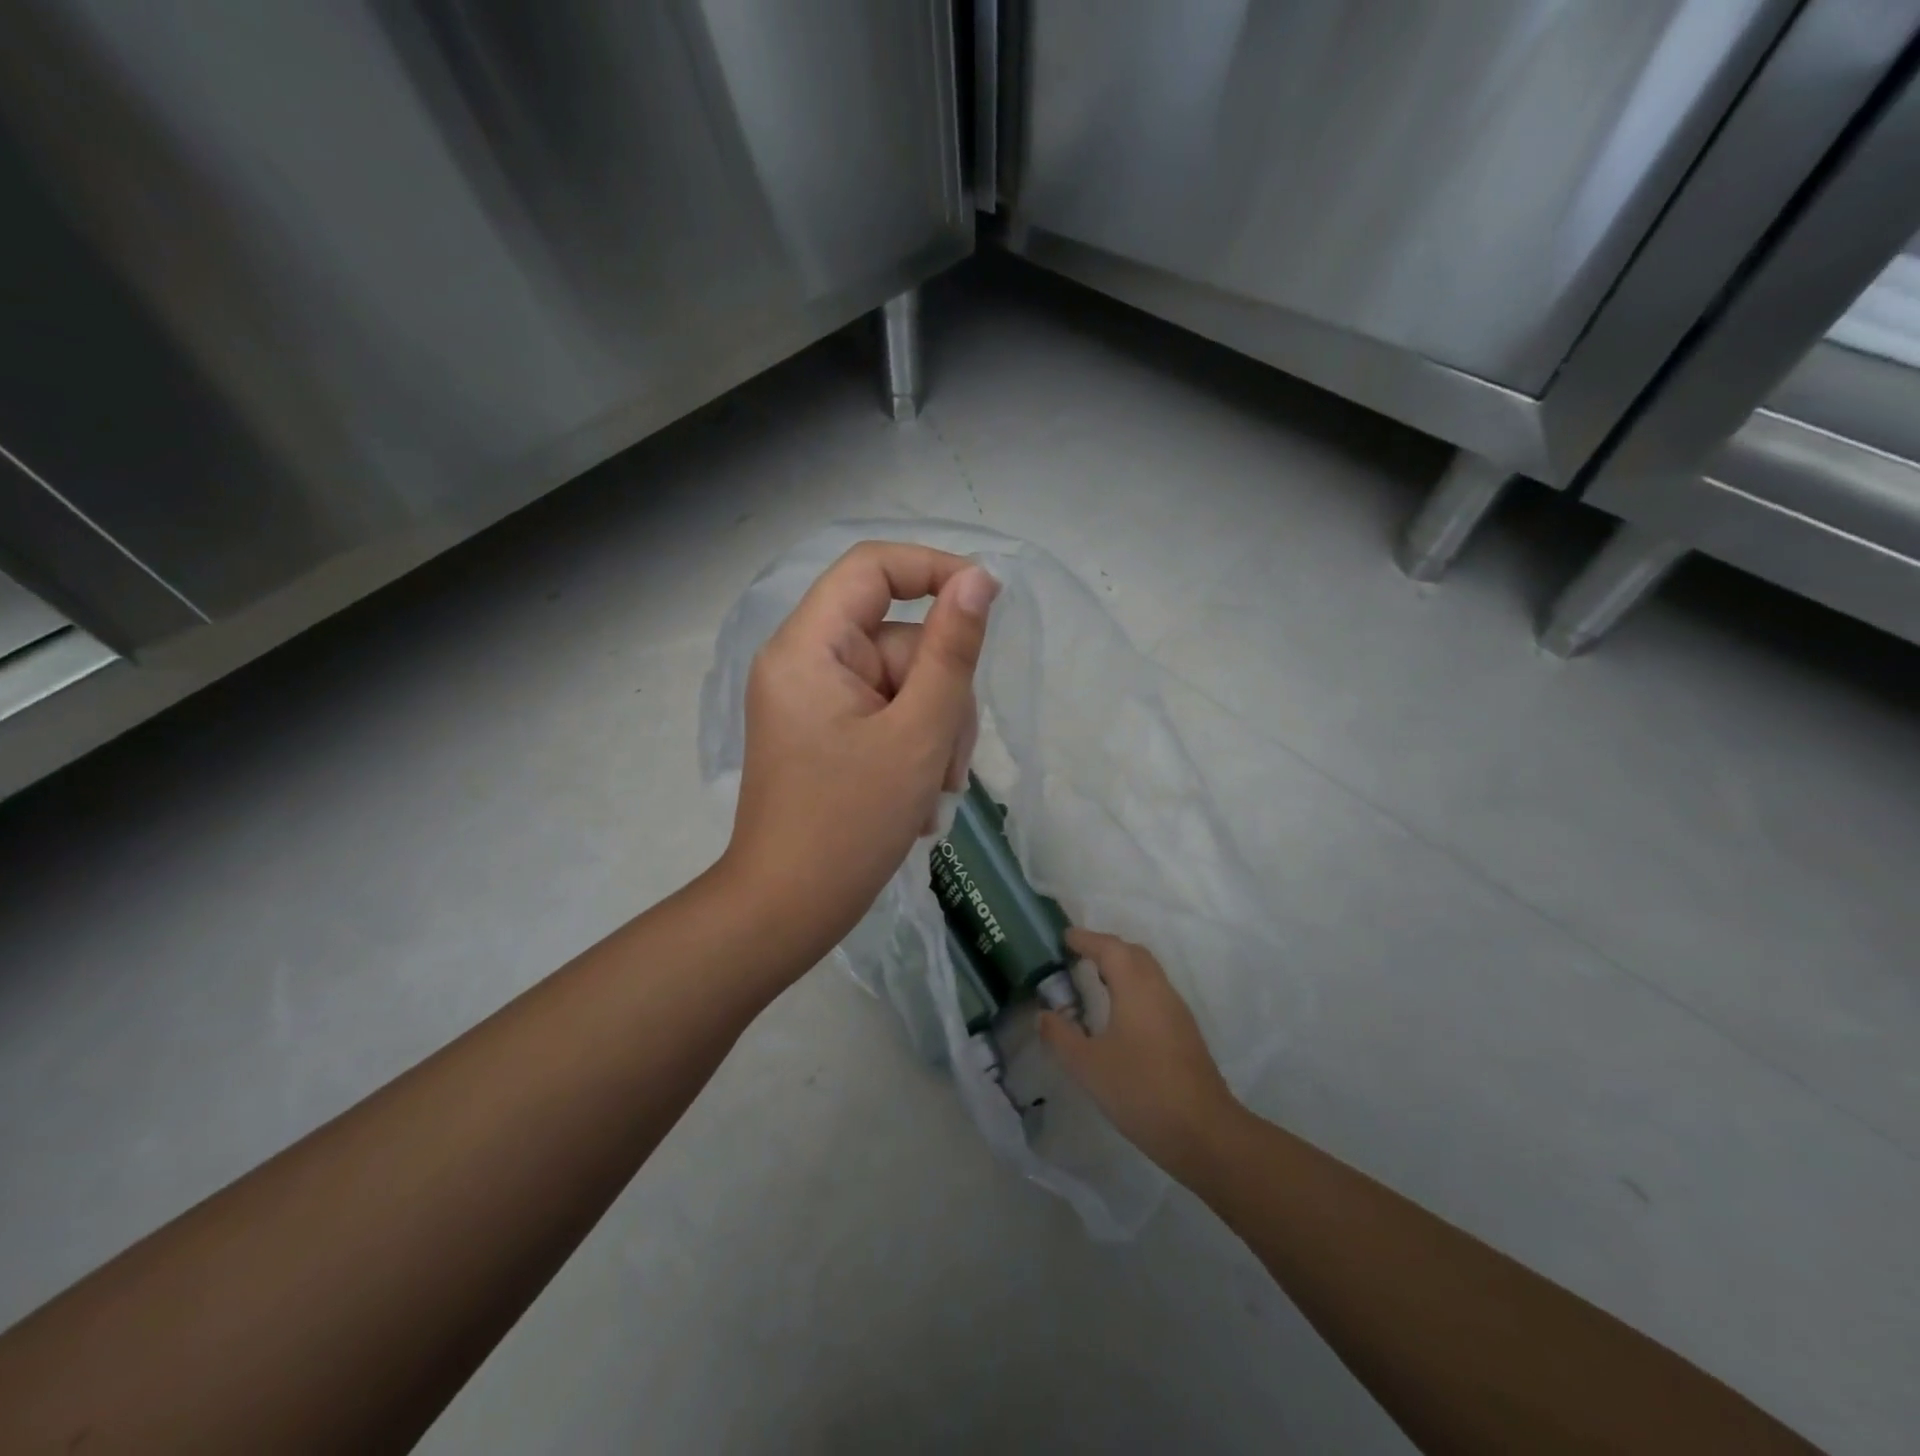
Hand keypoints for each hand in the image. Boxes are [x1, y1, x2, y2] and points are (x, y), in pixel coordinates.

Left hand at [721, 540, 997, 965]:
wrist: (788, 909)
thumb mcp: (918, 733)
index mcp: (810, 647)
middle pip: (899, 639)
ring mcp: (814, 699)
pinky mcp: (825, 731)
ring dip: (933, 732)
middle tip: (948, 762)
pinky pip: (886, 714)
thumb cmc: (851, 824)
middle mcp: (804, 661)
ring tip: (933, 790)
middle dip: (940, 695)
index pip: (873, 568)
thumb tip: (979, 580)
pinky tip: (917, 798)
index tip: (988, 604)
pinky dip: (912, 748)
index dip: (934, 570)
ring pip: (903, 683)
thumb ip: (952, 650)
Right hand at [1039, 928, 1244, 1180]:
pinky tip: (1119, 1014)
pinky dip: (1133, 987)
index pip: (1109, 947)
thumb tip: (1045, 1015)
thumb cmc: (1140, 1090)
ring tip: (1093, 981)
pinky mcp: (1184, 1032)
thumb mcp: (1088, 1066)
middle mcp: (1159, 989)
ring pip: (1147, 973)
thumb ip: (1061, 1036)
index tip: (1063, 937)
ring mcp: (1176, 1010)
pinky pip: (1154, 993)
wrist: (1203, 1132)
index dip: (1085, 939)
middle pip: (1132, 953)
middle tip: (1077, 956)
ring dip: (1121, 968)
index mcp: (1136, 987)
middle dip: (1104, 948)